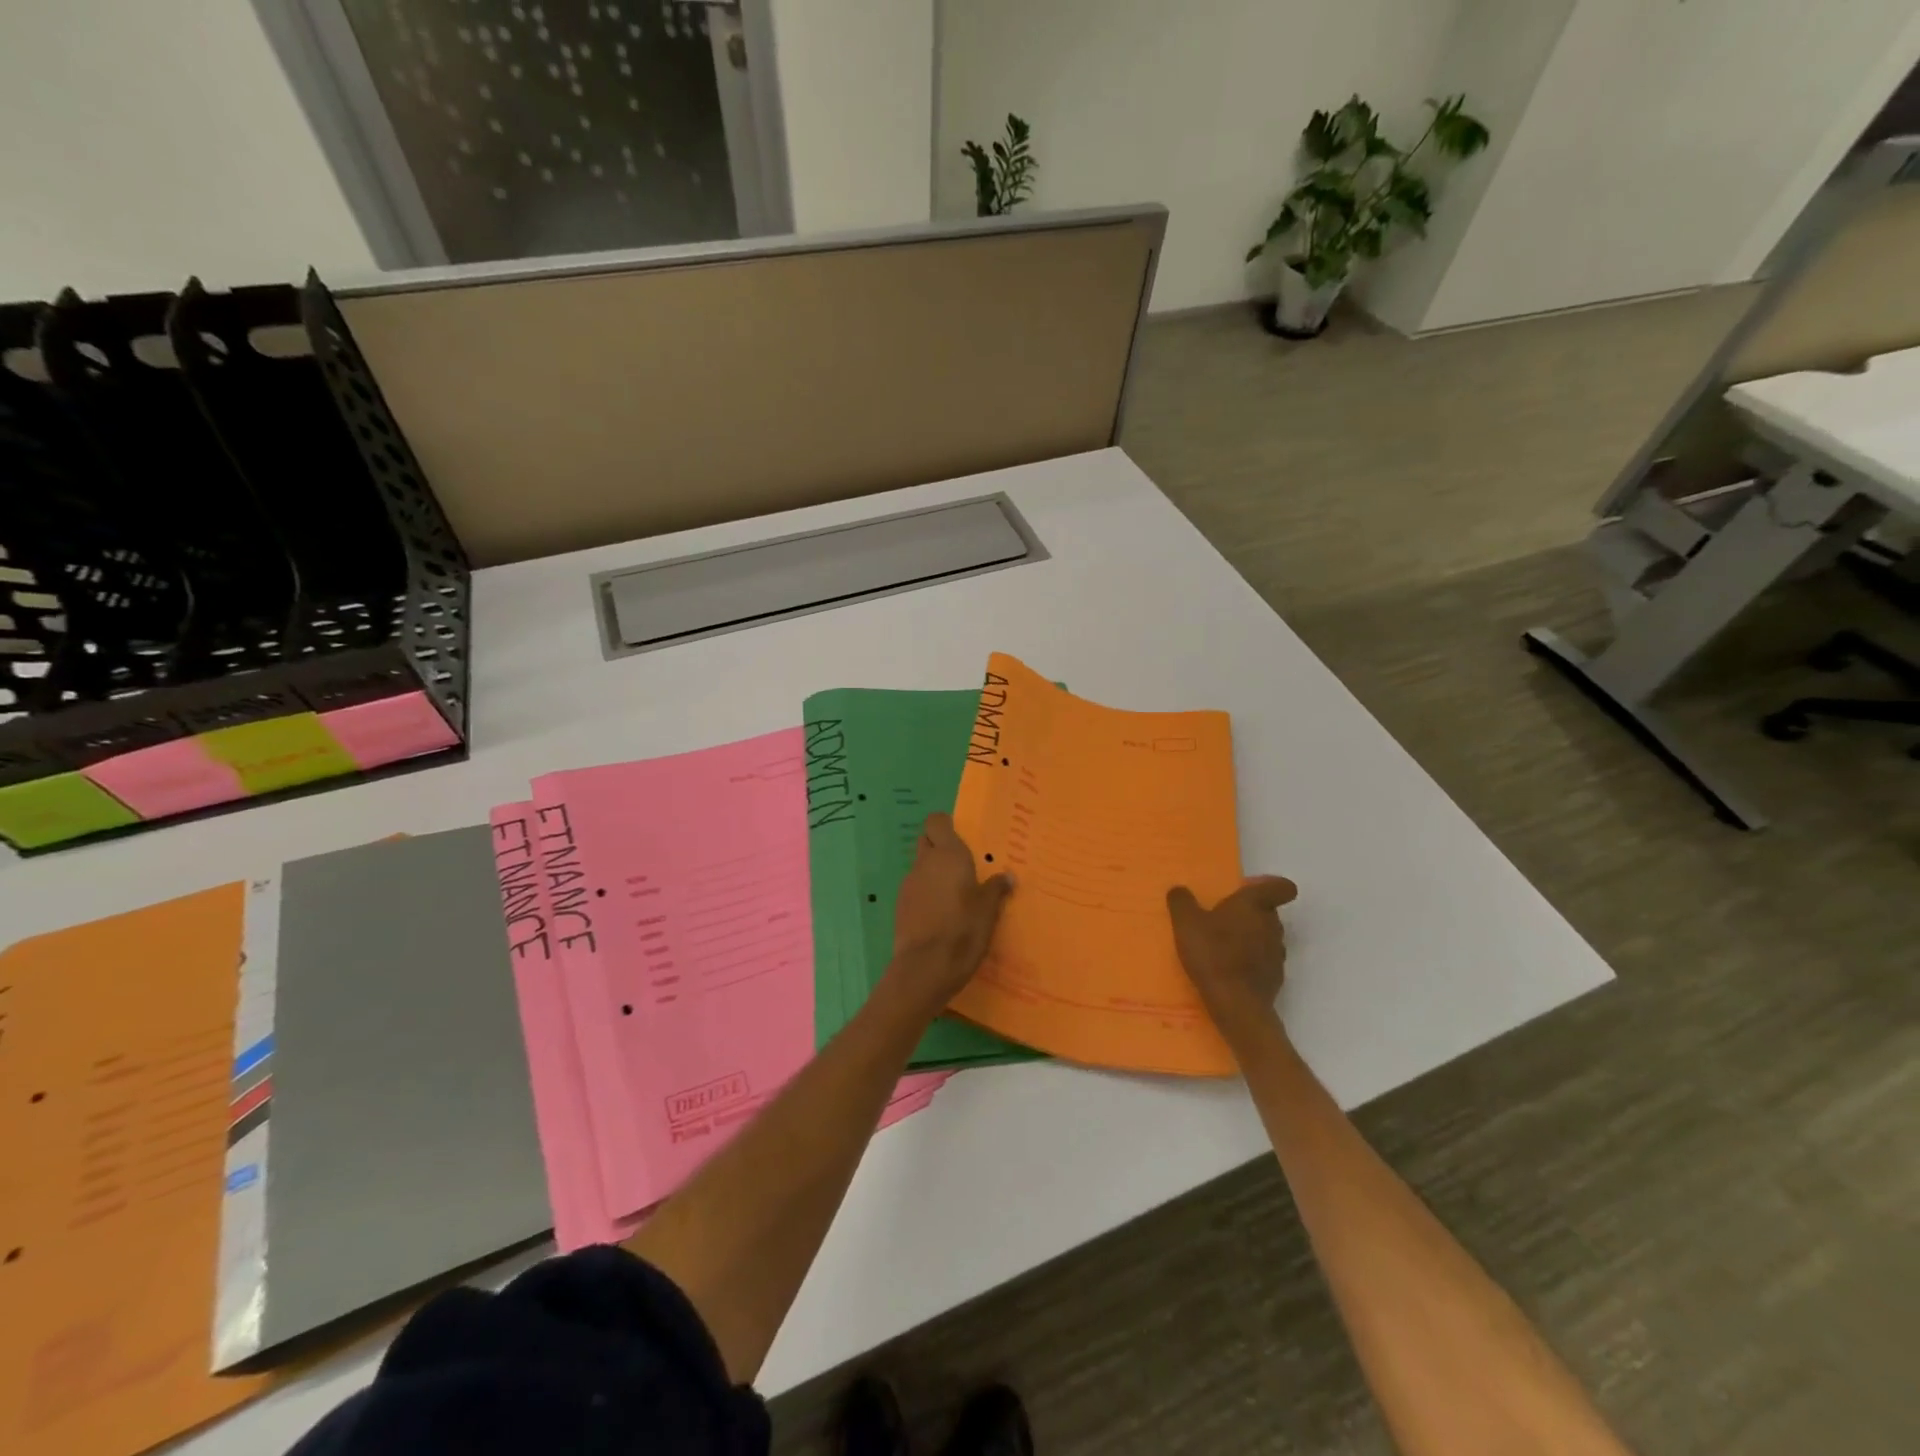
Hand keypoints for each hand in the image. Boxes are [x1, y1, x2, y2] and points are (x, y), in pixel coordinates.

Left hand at [886, 812, 1013, 1010]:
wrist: (925, 967)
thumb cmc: (963, 930)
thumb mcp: (989, 910)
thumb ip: (996, 889)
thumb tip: (1007, 876)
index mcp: (948, 855)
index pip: (936, 821)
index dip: (946, 826)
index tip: (963, 839)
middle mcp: (924, 863)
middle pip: (927, 841)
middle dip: (940, 847)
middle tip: (962, 866)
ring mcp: (909, 884)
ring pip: (921, 866)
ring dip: (934, 873)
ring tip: (955, 895)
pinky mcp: (900, 905)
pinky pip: (916, 889)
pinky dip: (926, 894)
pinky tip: (941, 915)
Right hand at [1167, 876, 1298, 1039]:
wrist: (1236, 1004)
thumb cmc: (1212, 953)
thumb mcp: (1185, 923)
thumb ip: (1181, 902)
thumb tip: (1179, 889)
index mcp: (1254, 905)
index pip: (1281, 887)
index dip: (1272, 885)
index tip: (1252, 890)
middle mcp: (1272, 925)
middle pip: (1269, 911)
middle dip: (1250, 913)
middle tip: (1223, 919)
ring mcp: (1277, 953)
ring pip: (1267, 936)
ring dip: (1251, 937)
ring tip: (1225, 946)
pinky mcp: (1275, 978)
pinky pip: (1264, 961)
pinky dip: (1251, 962)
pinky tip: (1230, 970)